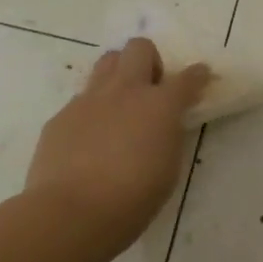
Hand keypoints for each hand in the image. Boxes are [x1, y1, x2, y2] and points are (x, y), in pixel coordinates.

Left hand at [25, 38, 209, 259]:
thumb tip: (163, 125)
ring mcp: (89, 100)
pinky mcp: (61, 116)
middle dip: (150, 60)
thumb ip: (168, 136)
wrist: (71, 213)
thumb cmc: (133, 198)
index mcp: (160, 105)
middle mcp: (125, 91)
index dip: (197, 75)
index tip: (201, 76)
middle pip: (139, 48)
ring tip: (120, 104)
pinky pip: (81, 99)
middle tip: (151, 89)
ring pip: (107, 62)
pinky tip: (89, 140)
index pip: (187, 78)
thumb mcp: (168, 168)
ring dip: (119, 74)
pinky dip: (91, 111)